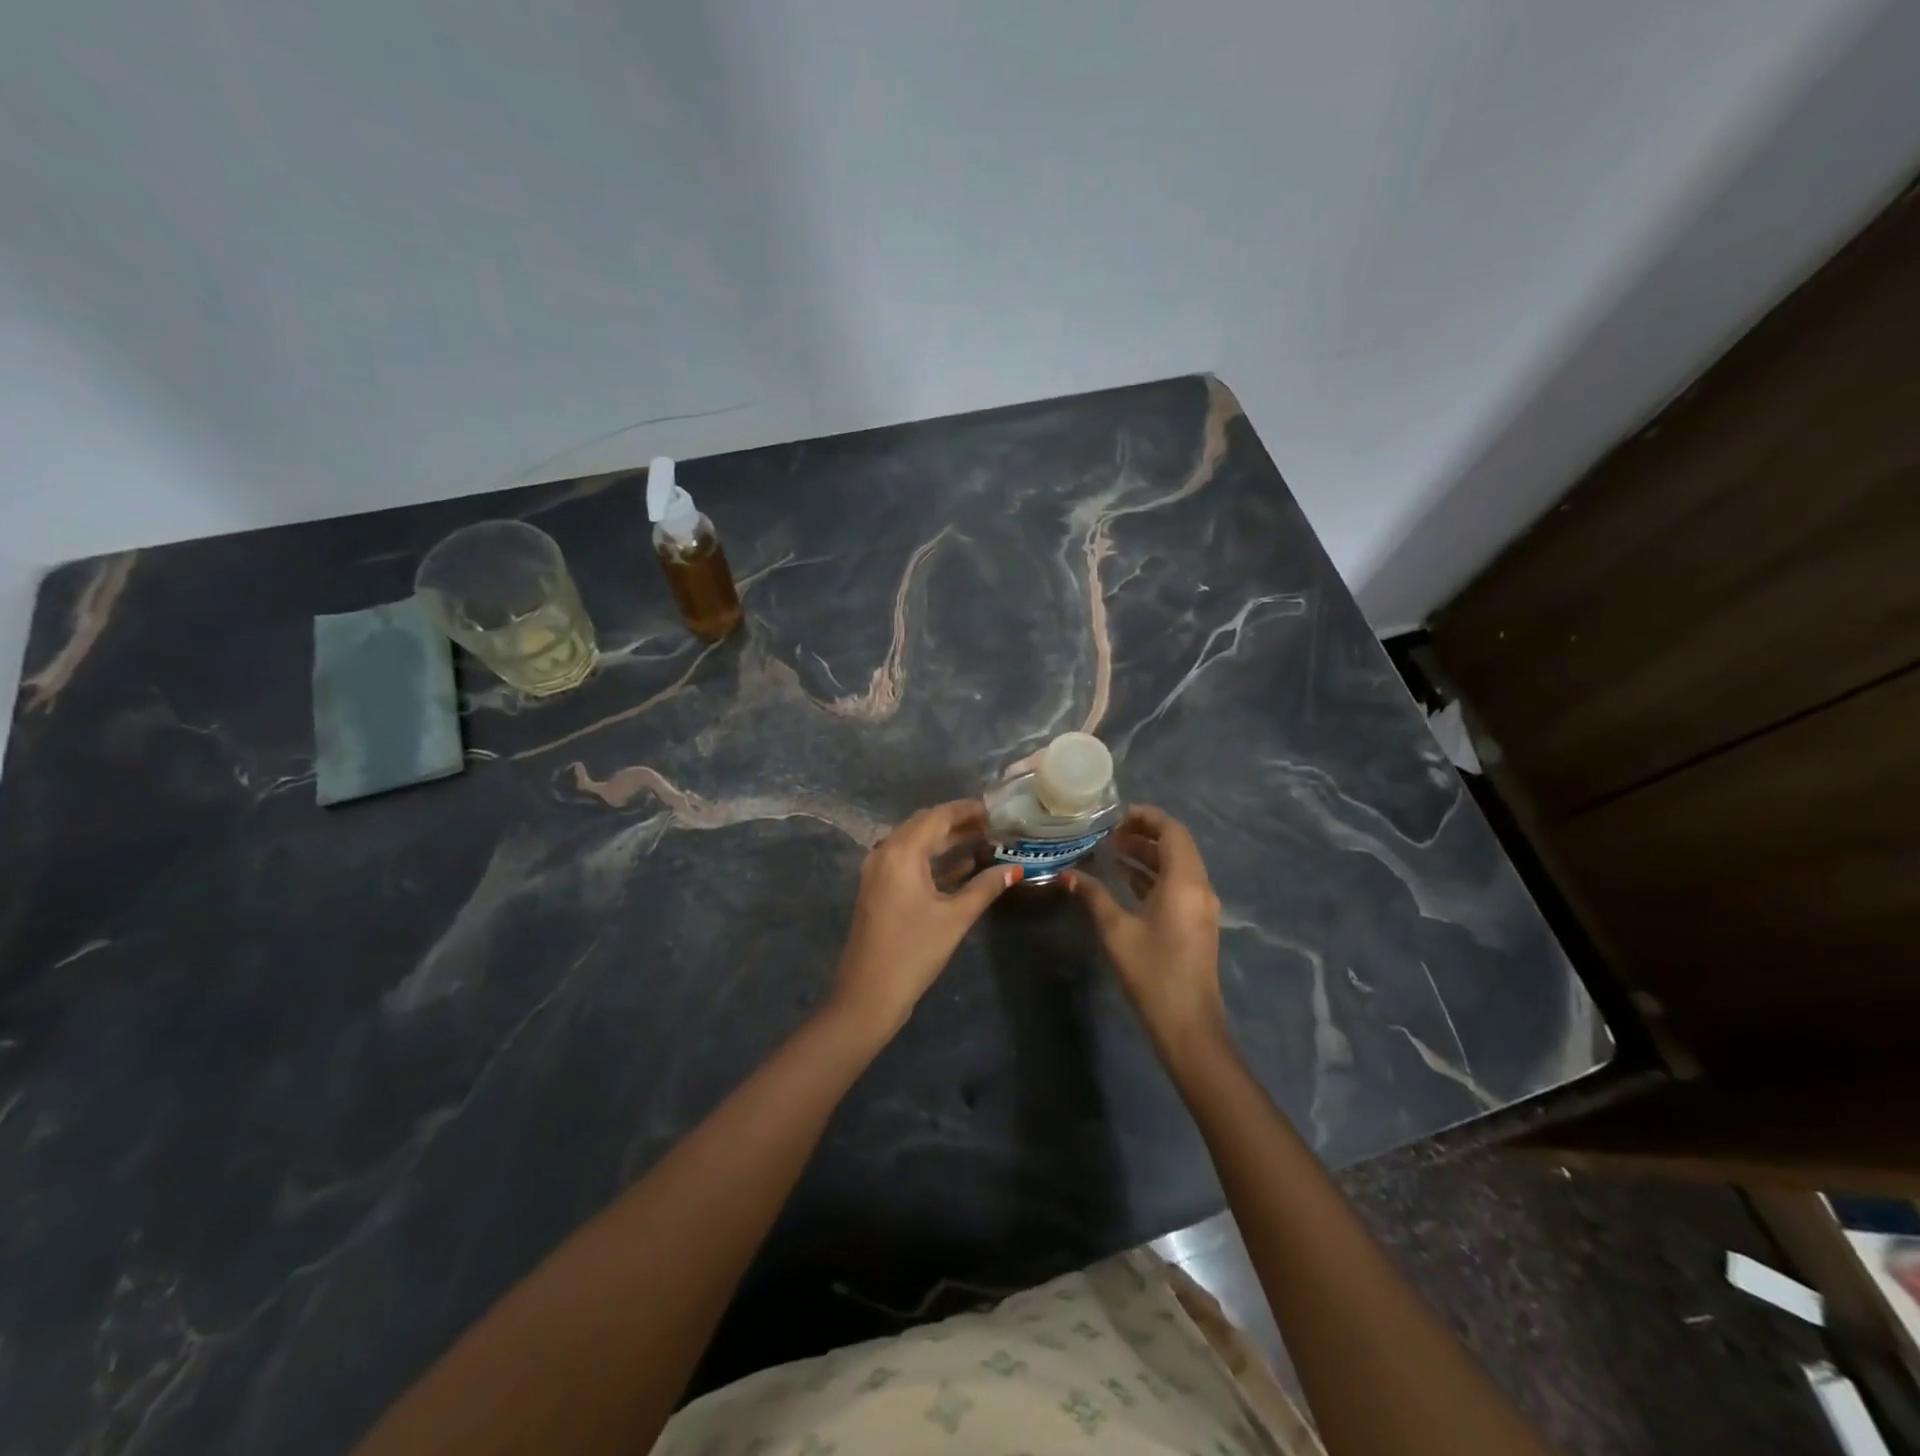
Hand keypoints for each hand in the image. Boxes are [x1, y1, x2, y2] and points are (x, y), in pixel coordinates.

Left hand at [831, 800, 1020, 1038]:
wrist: (868, 995)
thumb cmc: (914, 952)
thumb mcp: (955, 918)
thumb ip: (985, 887)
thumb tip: (1015, 869)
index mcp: (902, 852)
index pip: (938, 816)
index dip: (967, 809)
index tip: (996, 809)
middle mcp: (885, 852)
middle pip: (925, 824)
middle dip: (958, 822)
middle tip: (993, 825)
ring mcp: (878, 871)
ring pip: (916, 842)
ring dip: (946, 840)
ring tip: (984, 840)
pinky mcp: (879, 888)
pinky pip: (908, 861)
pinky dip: (933, 859)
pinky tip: (962, 867)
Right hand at [1067, 805, 1225, 1060]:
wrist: (1188, 1024)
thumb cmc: (1152, 972)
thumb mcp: (1116, 930)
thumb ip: (1094, 896)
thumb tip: (1068, 874)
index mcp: (1185, 882)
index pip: (1172, 831)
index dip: (1147, 817)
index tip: (1116, 815)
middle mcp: (1199, 887)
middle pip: (1176, 845)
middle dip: (1144, 833)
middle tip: (1109, 831)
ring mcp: (1200, 906)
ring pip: (1176, 865)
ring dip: (1148, 854)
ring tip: (1111, 850)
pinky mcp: (1196, 922)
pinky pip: (1177, 884)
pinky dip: (1153, 874)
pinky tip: (1124, 878)